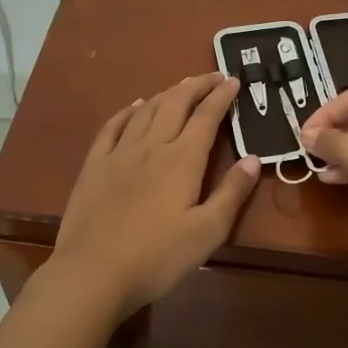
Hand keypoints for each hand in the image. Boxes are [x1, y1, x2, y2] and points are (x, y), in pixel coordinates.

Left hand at [52, 73, 260, 317]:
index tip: (233, 80)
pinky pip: (112, 127)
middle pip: (176, 104)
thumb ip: (232, 193)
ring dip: (167, 93)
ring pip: (147, 110)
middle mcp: (152, 146)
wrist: (92, 273)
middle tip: (213, 75)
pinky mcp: (95, 166)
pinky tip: (135, 106)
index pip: (206, 117)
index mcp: (182, 160)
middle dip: (197, 85)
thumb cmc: (157, 257)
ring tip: (182, 86)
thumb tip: (254, 158)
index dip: (221, 96)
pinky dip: (128, 111)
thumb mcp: (207, 232)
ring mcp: (119, 153)